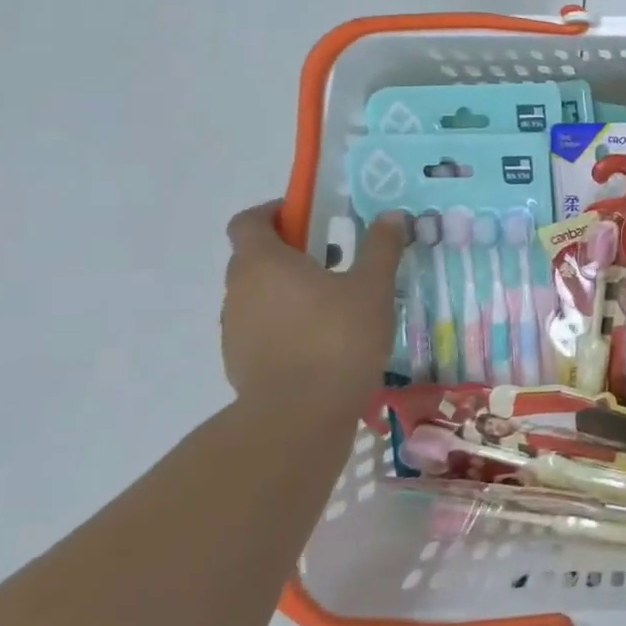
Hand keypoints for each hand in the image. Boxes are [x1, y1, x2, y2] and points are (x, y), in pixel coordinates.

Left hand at [221, 201, 407, 418]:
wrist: (299, 414)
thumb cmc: (338, 338)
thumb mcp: (373, 286)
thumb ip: (381, 247)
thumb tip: (391, 215)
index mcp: (264, 262)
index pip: (249, 221)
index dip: (275, 211)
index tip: (308, 216)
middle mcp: (238, 289)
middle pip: (255, 256)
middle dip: (292, 251)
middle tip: (336, 259)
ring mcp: (234, 327)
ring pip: (259, 293)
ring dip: (289, 288)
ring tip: (335, 303)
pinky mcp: (239, 359)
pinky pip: (261, 325)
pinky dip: (286, 321)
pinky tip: (322, 339)